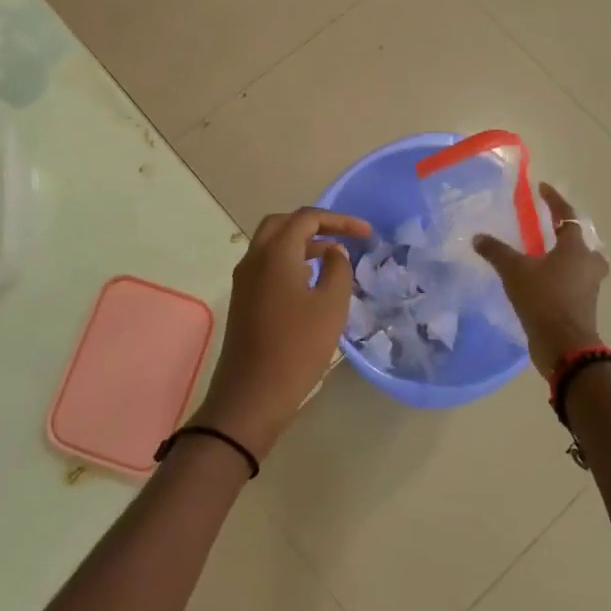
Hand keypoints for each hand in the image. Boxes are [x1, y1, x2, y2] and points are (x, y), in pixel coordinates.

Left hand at [193, 207, 372, 459]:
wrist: (252, 393)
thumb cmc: (297, 347)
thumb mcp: (331, 306)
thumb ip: (338, 269)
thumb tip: (334, 251)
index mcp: (275, 253)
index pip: (306, 218)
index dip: (339, 219)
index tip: (367, 233)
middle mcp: (254, 258)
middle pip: (283, 223)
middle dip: (315, 224)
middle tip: (343, 236)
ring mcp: (244, 279)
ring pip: (272, 244)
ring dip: (302, 242)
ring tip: (333, 257)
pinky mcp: (244, 298)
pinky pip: (267, 264)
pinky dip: (290, 260)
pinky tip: (311, 280)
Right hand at [473, 182, 608, 379]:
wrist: (564, 345)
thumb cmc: (543, 299)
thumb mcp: (514, 271)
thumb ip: (496, 251)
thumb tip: (478, 237)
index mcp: (575, 248)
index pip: (566, 215)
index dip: (554, 200)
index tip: (542, 188)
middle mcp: (588, 263)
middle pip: (580, 241)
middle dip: (566, 233)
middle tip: (548, 229)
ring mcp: (589, 286)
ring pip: (579, 263)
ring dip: (564, 257)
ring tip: (542, 257)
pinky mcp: (583, 305)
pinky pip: (573, 282)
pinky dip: (560, 277)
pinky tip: (540, 281)